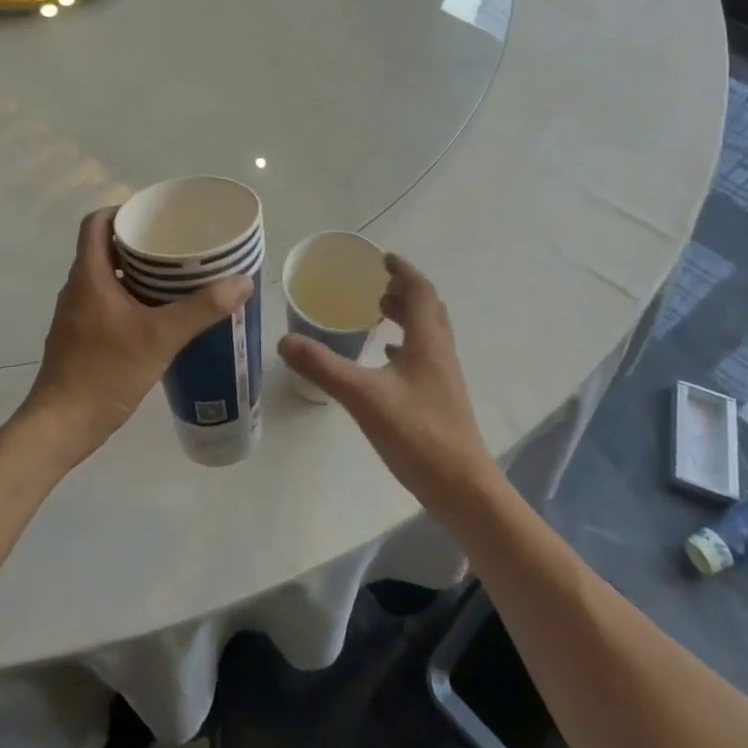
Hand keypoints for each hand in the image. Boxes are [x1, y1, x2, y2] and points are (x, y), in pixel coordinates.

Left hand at [15, 208, 252, 469]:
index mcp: (89, 275)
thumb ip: (202, 308)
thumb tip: (243, 281)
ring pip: (108, 277)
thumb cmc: (105, 371)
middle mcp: (78, 288)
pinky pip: (108, 302)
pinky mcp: (81, 338)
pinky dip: (132, 299)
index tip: (156, 216)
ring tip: (177, 277)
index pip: (96, 222)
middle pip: (105, 247)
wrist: (61, 426)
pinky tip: (161, 316)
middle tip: (179, 245)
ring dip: (138, 272)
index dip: (123, 210)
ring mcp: (77, 315)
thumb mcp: (161, 337)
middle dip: (141, 243)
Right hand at [279, 255, 496, 517]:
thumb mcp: (363, 396)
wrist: (462, 489)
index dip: (403, 271)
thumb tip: (285, 341)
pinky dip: (405, 347)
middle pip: (428, 309)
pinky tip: (386, 361)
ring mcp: (444, 377)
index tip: (383, 258)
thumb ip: (323, 367)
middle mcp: (440, 352)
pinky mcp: (440, 400)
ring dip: (406, 317)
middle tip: (377, 285)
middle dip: (404, 291)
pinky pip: (423, 358)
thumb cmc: (417, 434)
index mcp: (428, 340)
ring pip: (427, 333)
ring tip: (378, 314)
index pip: (420, 291)